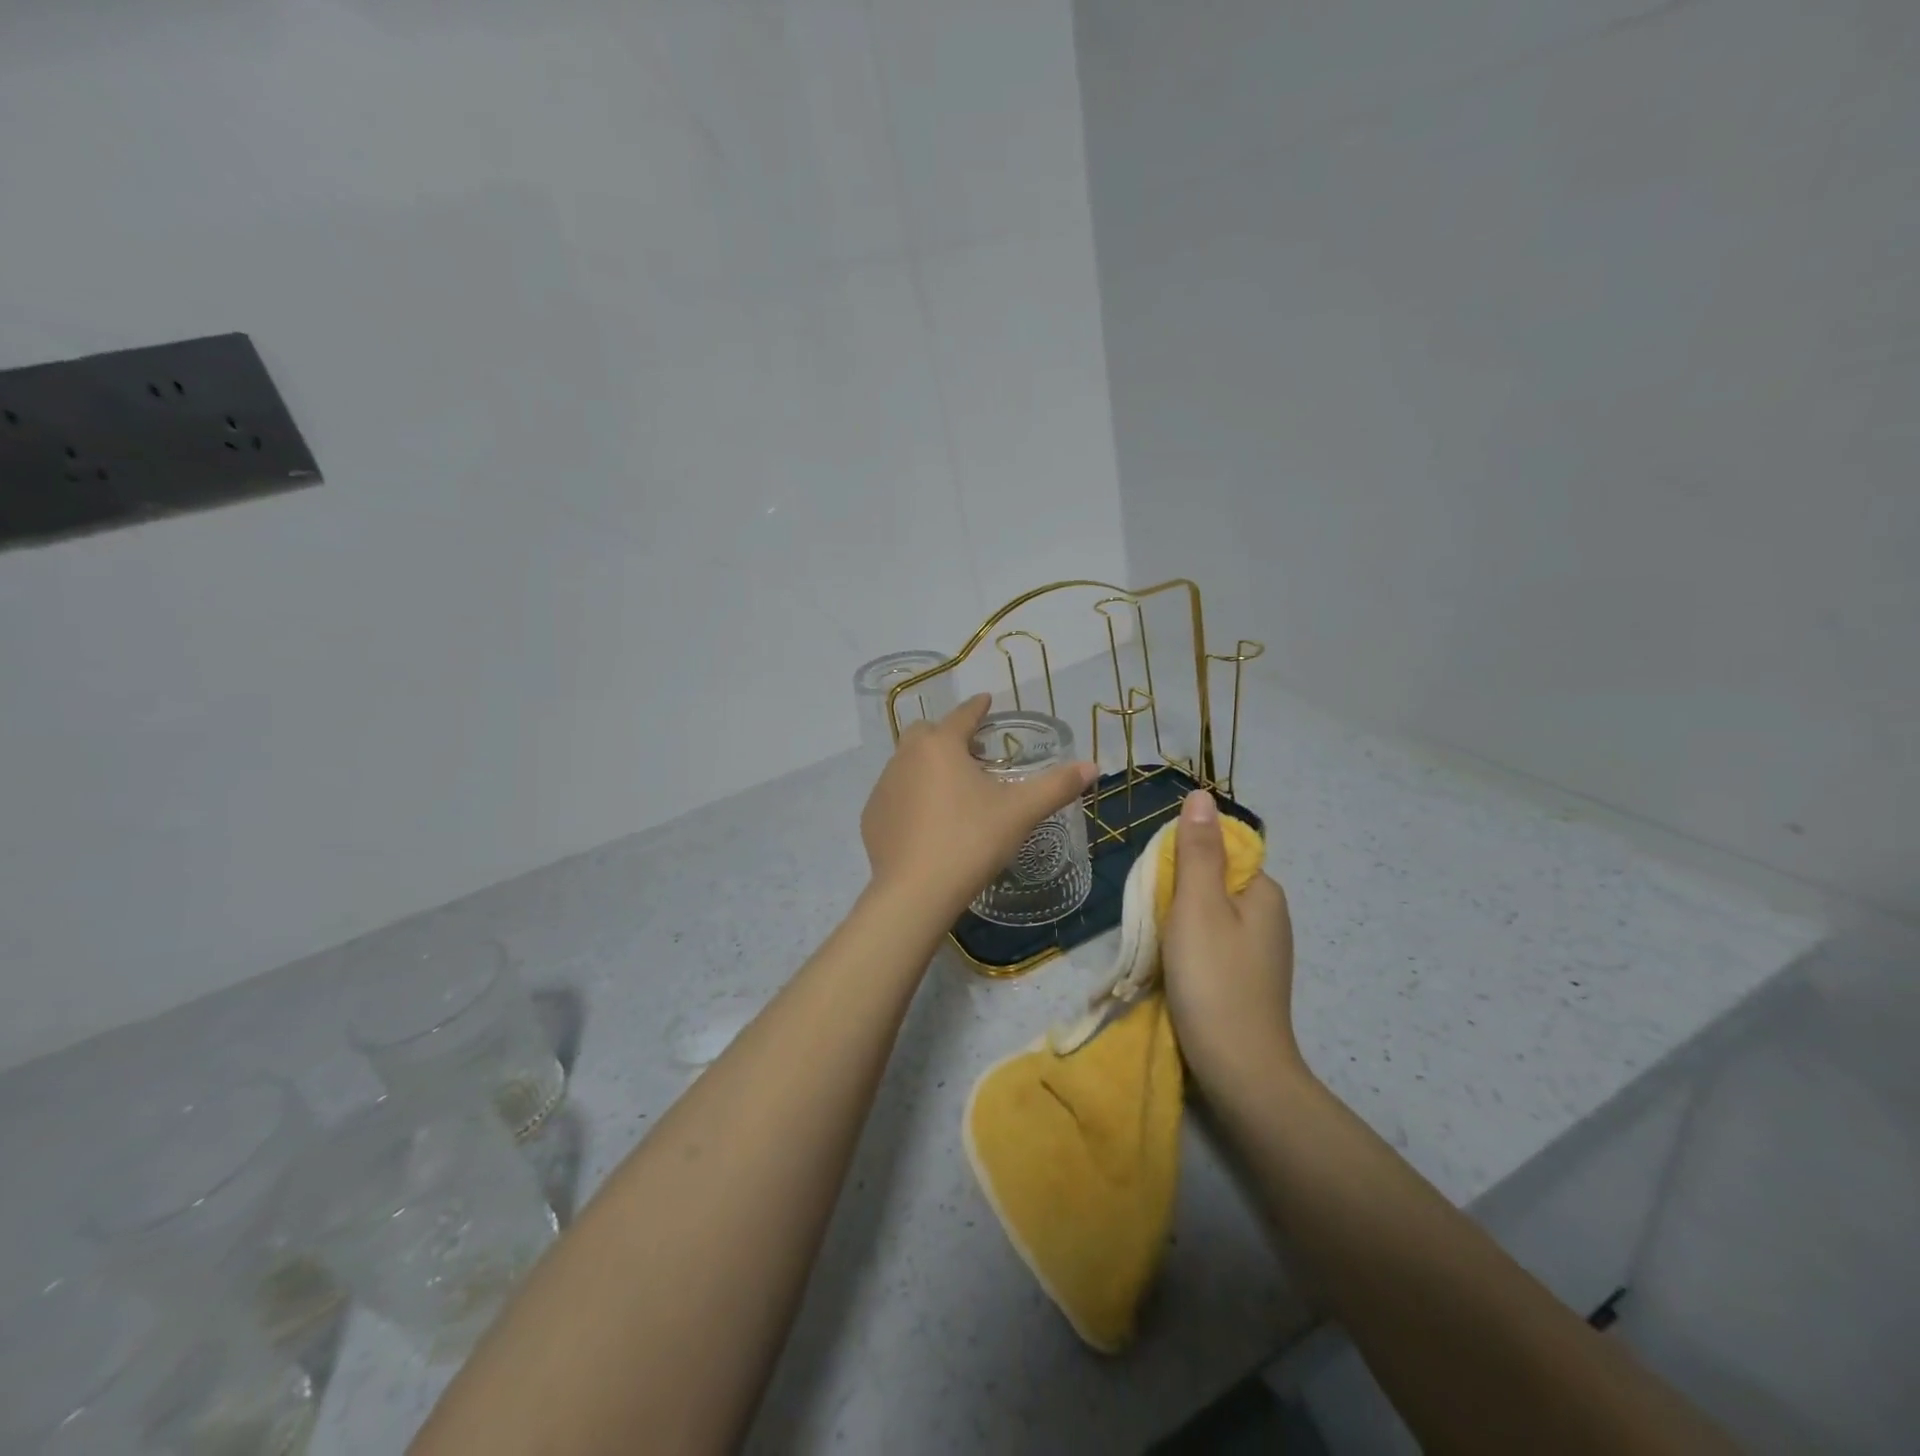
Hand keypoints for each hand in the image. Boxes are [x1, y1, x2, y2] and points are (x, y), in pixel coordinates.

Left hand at [861, 693, 1097, 924]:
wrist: (916, 891)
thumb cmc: (971, 841)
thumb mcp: (1020, 812)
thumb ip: (1056, 786)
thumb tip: (1092, 766)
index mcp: (940, 745)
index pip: (962, 715)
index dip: (977, 708)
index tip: (986, 701)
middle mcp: (905, 757)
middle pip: (927, 734)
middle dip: (947, 735)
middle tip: (971, 754)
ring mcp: (883, 787)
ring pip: (906, 763)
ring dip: (927, 767)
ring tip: (951, 790)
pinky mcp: (871, 817)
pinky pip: (894, 795)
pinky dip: (910, 797)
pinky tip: (926, 821)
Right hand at [1161, 789, 1306, 1095]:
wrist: (1238, 1069)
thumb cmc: (1214, 978)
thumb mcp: (1198, 905)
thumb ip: (1197, 850)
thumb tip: (1201, 795)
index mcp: (1265, 891)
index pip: (1221, 850)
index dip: (1184, 858)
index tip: (1159, 884)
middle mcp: (1270, 916)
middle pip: (1213, 882)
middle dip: (1178, 892)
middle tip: (1154, 917)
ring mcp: (1261, 952)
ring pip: (1210, 915)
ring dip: (1180, 922)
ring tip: (1159, 944)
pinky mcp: (1246, 979)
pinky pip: (1213, 944)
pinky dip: (1190, 948)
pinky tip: (1175, 968)